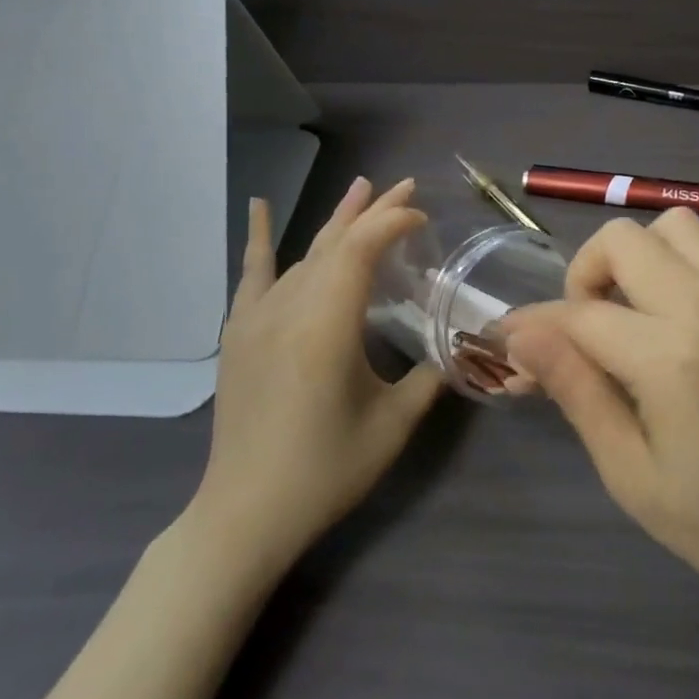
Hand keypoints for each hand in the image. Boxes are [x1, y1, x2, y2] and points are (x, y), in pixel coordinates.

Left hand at [194, 177, 444, 570]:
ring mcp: (258, 316)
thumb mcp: (392, 425)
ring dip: (338, 221)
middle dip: (374, 211)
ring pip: (305, 253)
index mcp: (327, 325)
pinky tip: (259, 205)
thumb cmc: (325, 470)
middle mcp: (289, 308)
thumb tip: (458, 347)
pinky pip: (253, 273)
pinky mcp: (240, 331)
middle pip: (336, 242)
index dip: (393, 223)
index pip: (362, 250)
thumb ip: (430, 377)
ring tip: (362, 188)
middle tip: (407, 186)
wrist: (246, 513)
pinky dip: (260, 238)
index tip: (423, 219)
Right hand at [503, 210, 698, 635]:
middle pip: (623, 239)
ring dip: (636, 256)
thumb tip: (519, 334)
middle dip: (585, 274)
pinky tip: (674, 321)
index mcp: (672, 356)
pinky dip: (677, 266)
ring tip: (630, 312)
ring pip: (673, 227)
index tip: (507, 336)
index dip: (534, 324)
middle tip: (584, 328)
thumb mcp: (626, 469)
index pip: (580, 313)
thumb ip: (573, 387)